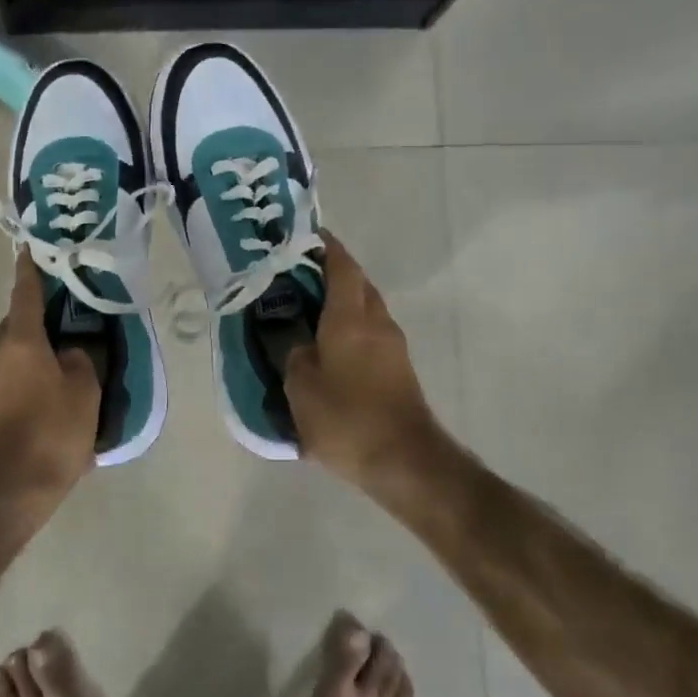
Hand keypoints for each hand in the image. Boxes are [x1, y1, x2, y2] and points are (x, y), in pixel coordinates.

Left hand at [0, 251, 100, 517]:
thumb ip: (81, 362)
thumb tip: (69, 352)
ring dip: (32, 359)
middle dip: (39, 324)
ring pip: (10, 357)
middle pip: (17, 326)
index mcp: (19, 340)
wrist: (2, 494)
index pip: (25, 293)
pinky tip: (46, 409)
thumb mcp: (85, 394)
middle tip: (69, 331)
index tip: (30, 249)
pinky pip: (5, 385)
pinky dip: (24, 386)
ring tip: (62, 376)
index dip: (31, 270)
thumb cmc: (49, 435)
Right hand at [286, 233, 444, 490]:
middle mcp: (376, 321)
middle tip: (295, 274)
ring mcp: (392, 344)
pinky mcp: (398, 367)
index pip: (341, 265)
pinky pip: (370, 331)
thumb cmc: (346, 418)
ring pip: (365, 307)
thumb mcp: (301, 386)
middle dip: (331, 271)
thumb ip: (293, 354)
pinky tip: (327, 344)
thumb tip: (297, 342)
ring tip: (307, 308)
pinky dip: (349, 325)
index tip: (304, 236)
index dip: (324, 246)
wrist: (404, 460)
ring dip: (341, 300)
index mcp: (350, 317)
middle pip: (357, 282)